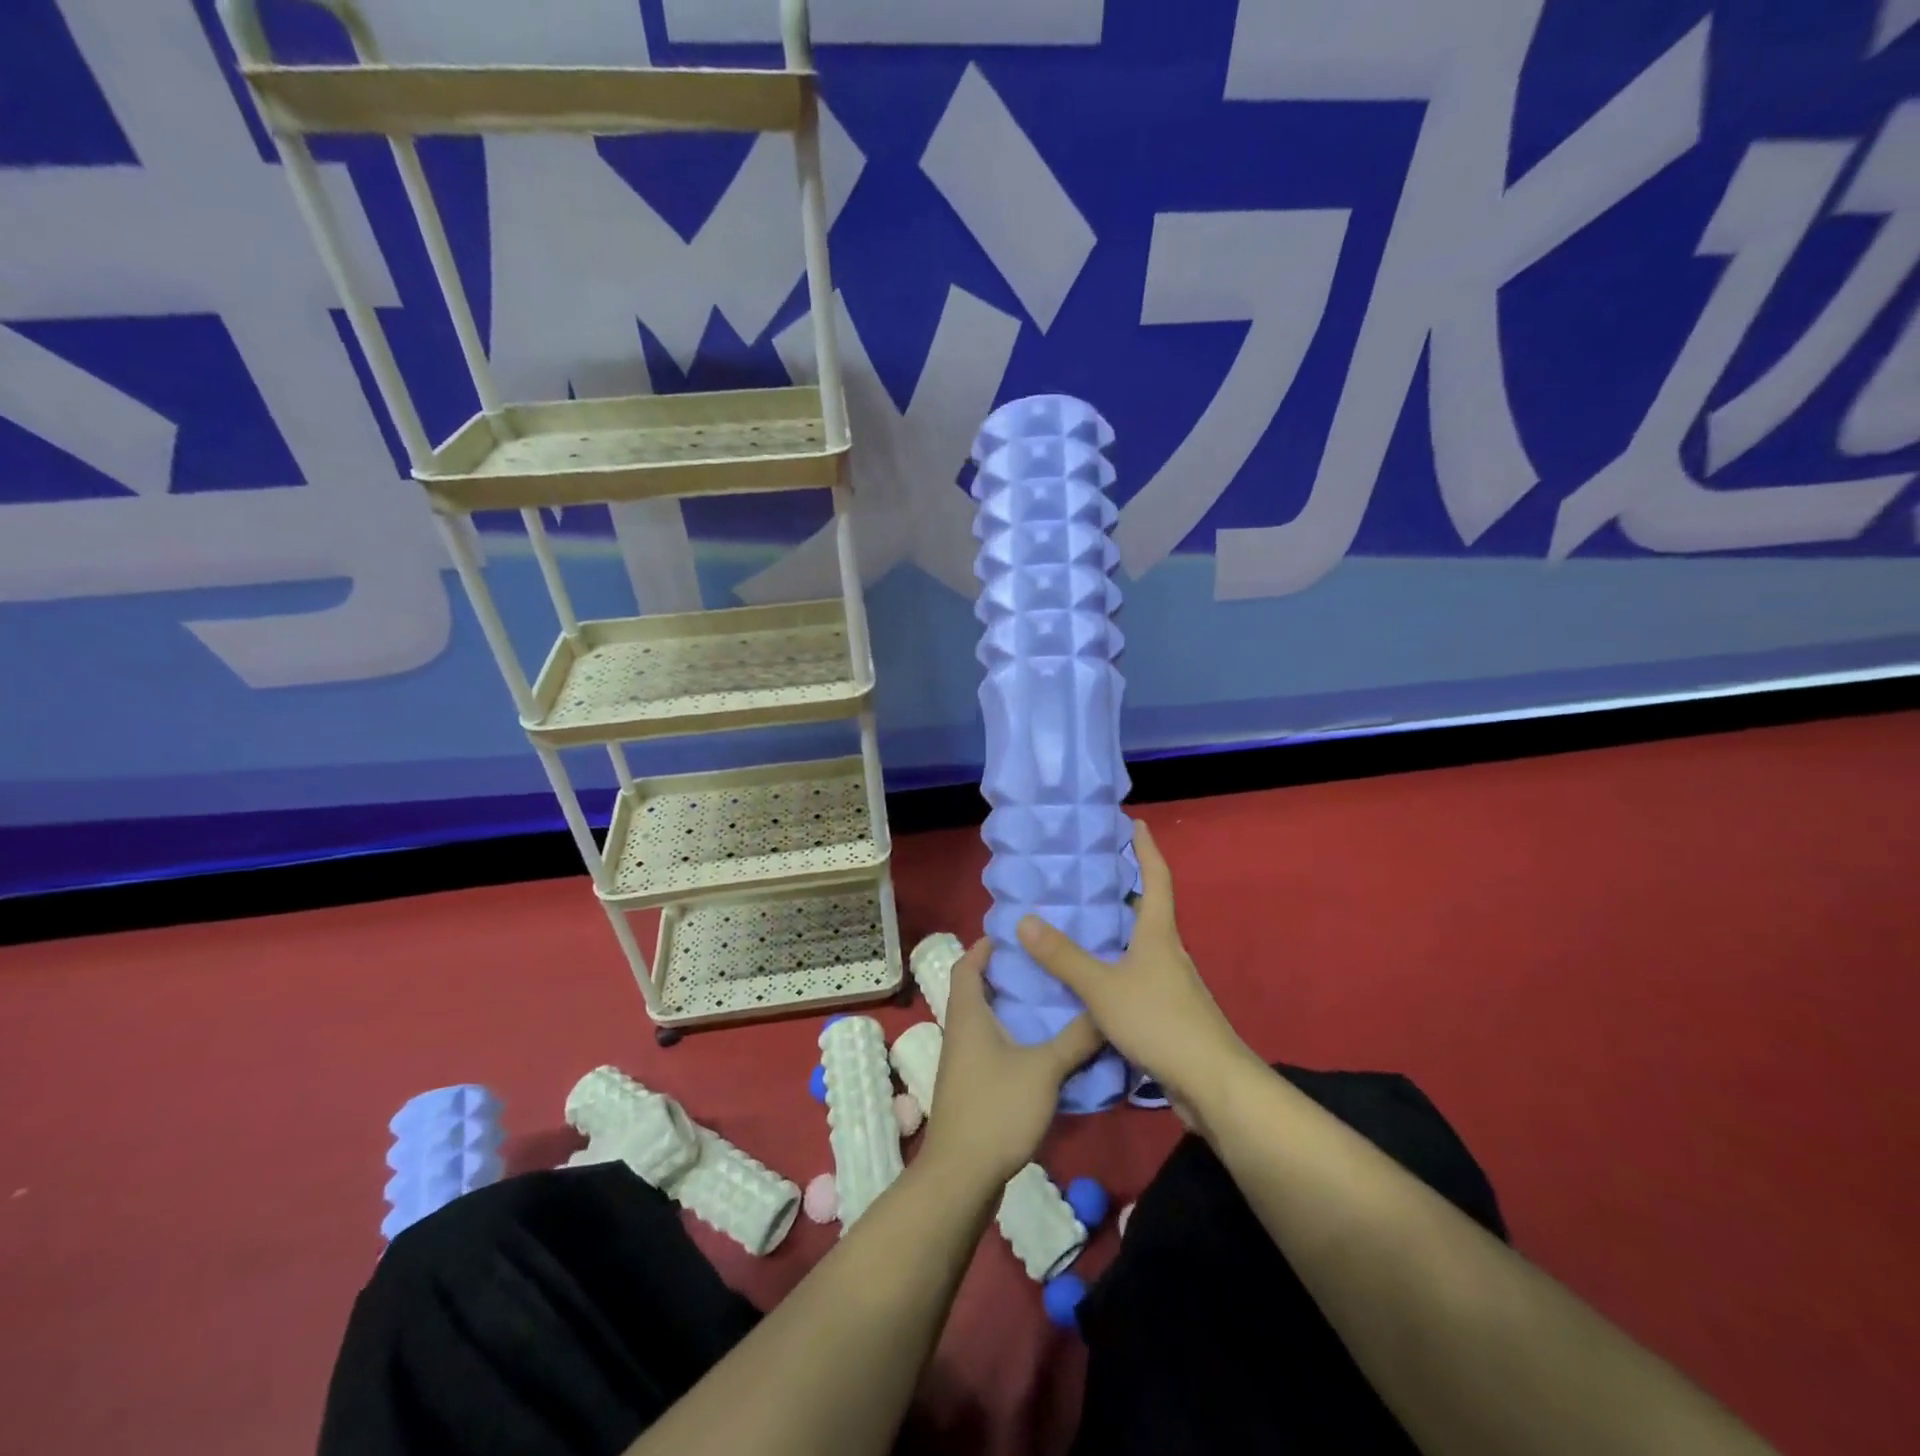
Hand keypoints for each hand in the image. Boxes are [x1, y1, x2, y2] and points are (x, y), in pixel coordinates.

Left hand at [918, 939, 1101, 1184]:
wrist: (962, 1175)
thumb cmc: (997, 1108)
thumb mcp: (1045, 1069)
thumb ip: (1076, 1039)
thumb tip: (1106, 1010)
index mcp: (968, 1015)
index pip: (966, 965)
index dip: (984, 947)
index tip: (1014, 936)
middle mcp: (960, 1032)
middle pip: (977, 991)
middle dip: (1006, 976)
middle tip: (1044, 966)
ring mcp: (963, 1062)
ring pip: (985, 1022)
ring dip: (1011, 1009)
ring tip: (1050, 1002)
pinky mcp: (971, 1088)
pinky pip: (991, 1048)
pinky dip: (1012, 1038)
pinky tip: (1042, 1049)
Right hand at [1017, 819, 1258, 1131]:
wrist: (1213, 1085)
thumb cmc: (1160, 1022)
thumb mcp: (1103, 987)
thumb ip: (1064, 957)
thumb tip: (1024, 919)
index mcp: (1159, 935)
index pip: (1156, 879)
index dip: (1146, 850)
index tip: (1136, 824)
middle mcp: (1170, 953)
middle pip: (1150, 911)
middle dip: (1126, 890)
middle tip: (1091, 876)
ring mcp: (1173, 985)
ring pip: (1142, 947)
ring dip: (1119, 932)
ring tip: (1083, 925)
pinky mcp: (1170, 1014)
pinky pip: (1139, 977)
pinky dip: (1117, 968)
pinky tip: (1094, 982)